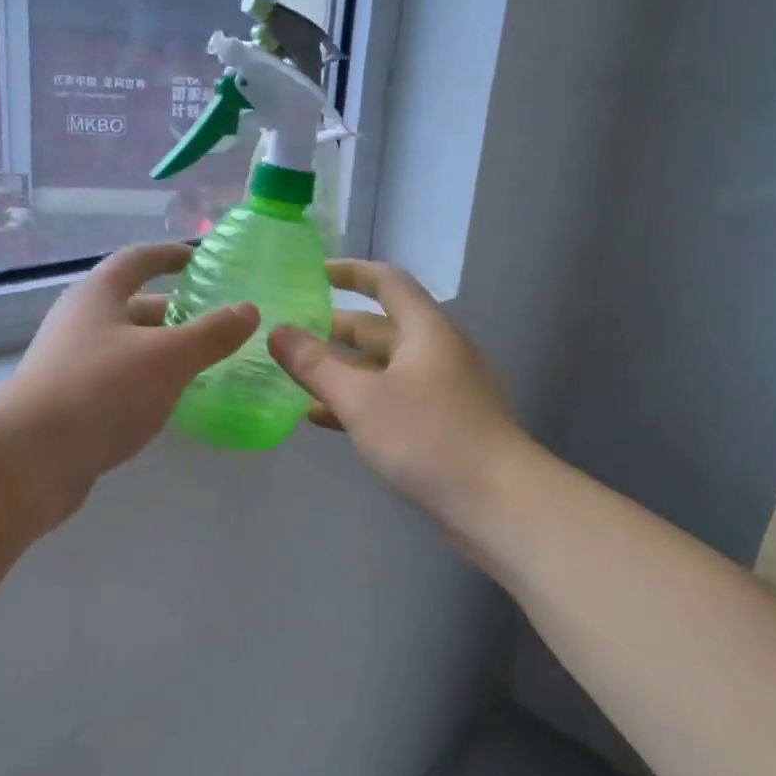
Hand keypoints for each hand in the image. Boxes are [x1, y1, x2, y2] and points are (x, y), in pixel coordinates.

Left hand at [0, 243, 258, 493]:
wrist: (28, 459)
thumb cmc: (101, 391)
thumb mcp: (167, 358)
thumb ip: (211, 334)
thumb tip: (248, 309)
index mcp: (98, 295)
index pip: (138, 260)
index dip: (171, 255)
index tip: (201, 259)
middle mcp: (80, 321)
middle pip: (134, 305)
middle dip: (177, 311)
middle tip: (219, 323)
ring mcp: (71, 362)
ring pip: (128, 346)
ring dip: (164, 350)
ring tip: (207, 363)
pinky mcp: (70, 401)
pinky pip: (119, 379)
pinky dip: (148, 381)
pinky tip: (171, 400)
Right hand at [268, 259, 522, 523]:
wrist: (498, 503)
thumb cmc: (427, 437)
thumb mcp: (361, 398)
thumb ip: (316, 365)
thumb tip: (277, 332)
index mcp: (425, 330)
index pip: (387, 282)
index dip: (351, 272)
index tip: (314, 274)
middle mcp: (436, 352)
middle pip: (380, 327)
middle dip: (334, 329)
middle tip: (289, 334)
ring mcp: (441, 391)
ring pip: (382, 368)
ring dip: (341, 370)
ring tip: (295, 375)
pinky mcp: (440, 426)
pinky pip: (390, 400)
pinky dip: (357, 402)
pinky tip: (322, 419)